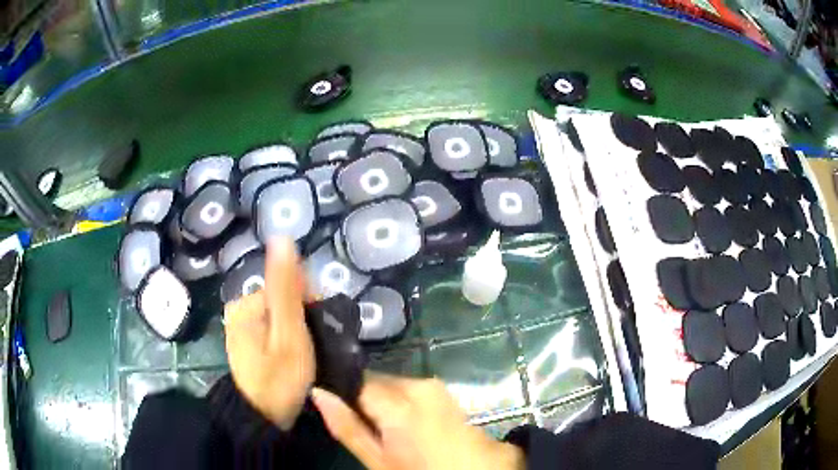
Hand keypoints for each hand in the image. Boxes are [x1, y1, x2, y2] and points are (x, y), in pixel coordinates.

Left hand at [224, 238, 314, 429]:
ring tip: (307, 356)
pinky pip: (273, 329)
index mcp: (246, 302)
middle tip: (313, 349)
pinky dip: (287, 338)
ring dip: (298, 329)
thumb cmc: (278, 379)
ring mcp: (240, 326)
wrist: (261, 420)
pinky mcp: (246, 341)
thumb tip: (281, 237)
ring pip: (280, 315)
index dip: (311, 306)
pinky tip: (293, 358)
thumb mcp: (288, 332)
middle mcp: (239, 308)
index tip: (319, 333)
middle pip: (284, 299)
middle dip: (304, 318)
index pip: (288, 285)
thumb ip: (286, 287)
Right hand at [311, 373, 524, 469]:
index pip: (355, 379)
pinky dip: (402, 402)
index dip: (340, 390)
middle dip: (363, 397)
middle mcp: (418, 384)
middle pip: (375, 380)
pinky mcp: (445, 392)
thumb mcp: (378, 461)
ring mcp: (436, 386)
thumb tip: (318, 392)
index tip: (333, 404)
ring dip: (382, 401)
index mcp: (400, 402)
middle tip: (362, 425)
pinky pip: (411, 389)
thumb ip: (347, 427)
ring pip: (392, 384)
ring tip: (384, 429)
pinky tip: (406, 425)